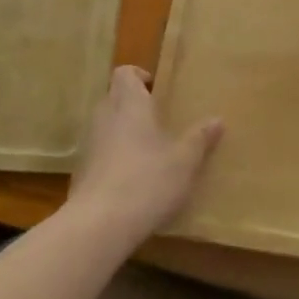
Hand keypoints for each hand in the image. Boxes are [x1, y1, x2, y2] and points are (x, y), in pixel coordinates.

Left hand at [68, 67, 222, 245]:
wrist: (99, 225)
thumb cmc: (147, 181)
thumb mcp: (184, 161)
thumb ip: (200, 139)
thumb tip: (217, 120)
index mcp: (130, 105)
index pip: (125, 73)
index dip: (139, 76)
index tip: (157, 90)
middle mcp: (105, 117)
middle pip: (114, 97)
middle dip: (133, 105)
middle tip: (158, 120)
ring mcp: (89, 144)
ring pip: (105, 125)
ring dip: (123, 131)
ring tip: (148, 151)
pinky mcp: (81, 172)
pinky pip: (99, 152)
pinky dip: (113, 157)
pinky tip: (131, 180)